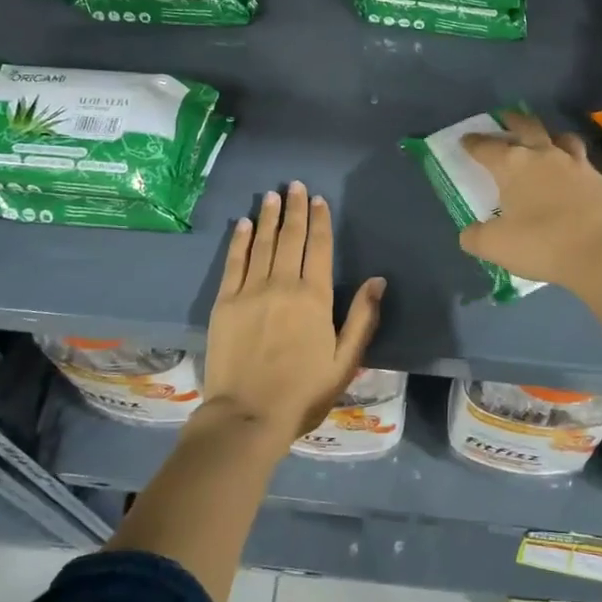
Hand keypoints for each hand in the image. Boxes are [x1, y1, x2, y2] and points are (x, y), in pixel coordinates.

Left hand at [201, 182, 384, 442]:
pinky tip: (244, 224)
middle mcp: (283, 284)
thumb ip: (362, 318)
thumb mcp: (345, 361)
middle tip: (295, 185)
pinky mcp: (224, 302)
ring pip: (263, 243)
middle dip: (294, 208)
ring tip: (273, 195)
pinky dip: (240, 240)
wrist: (248, 416)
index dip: (320, 221)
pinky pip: (234, 262)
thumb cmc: (303, 392)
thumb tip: (378, 280)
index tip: (319, 200)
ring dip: (269, 216)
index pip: (319, 247)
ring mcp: (250, 290)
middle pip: (290, 237)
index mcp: (314, 297)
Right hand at [459, 111, 601, 290]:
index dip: (473, 143)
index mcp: (513, 165)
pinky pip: (582, 162)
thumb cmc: (541, 244)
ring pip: (561, 138)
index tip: (465, 140)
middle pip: (526, 126)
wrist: (601, 254)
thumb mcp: (495, 246)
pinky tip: (571, 177)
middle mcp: (544, 155)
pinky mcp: (600, 180)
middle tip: (504, 119)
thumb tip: (470, 232)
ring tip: (544, 143)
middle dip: (512, 121)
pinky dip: (571, 163)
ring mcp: (576, 164)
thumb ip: (475, 236)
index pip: (486, 147)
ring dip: (548, 136)